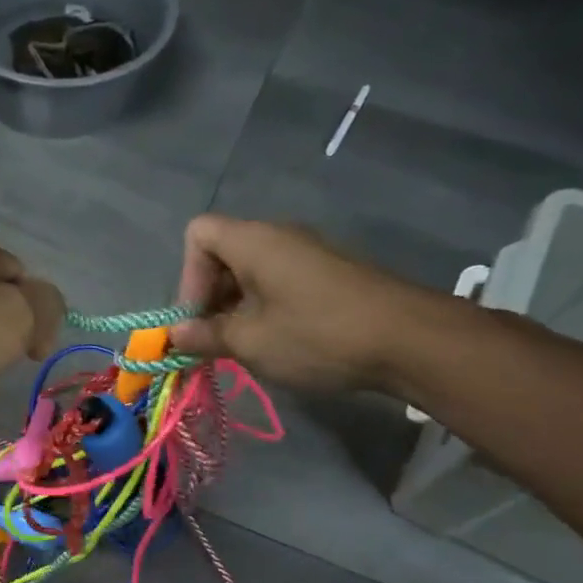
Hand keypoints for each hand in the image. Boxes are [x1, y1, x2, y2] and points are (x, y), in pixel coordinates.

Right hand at [169, 215, 435, 393]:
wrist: (409, 340)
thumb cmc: (317, 335)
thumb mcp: (251, 342)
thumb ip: (205, 335)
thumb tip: (174, 335)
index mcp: (253, 241)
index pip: (198, 234)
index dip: (187, 276)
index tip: (198, 319)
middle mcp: (279, 236)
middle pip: (222, 253)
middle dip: (208, 297)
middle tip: (213, 342)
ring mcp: (307, 253)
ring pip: (251, 271)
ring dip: (235, 307)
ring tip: (242, 348)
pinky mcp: (328, 274)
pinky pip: (278, 281)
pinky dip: (264, 307)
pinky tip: (277, 342)